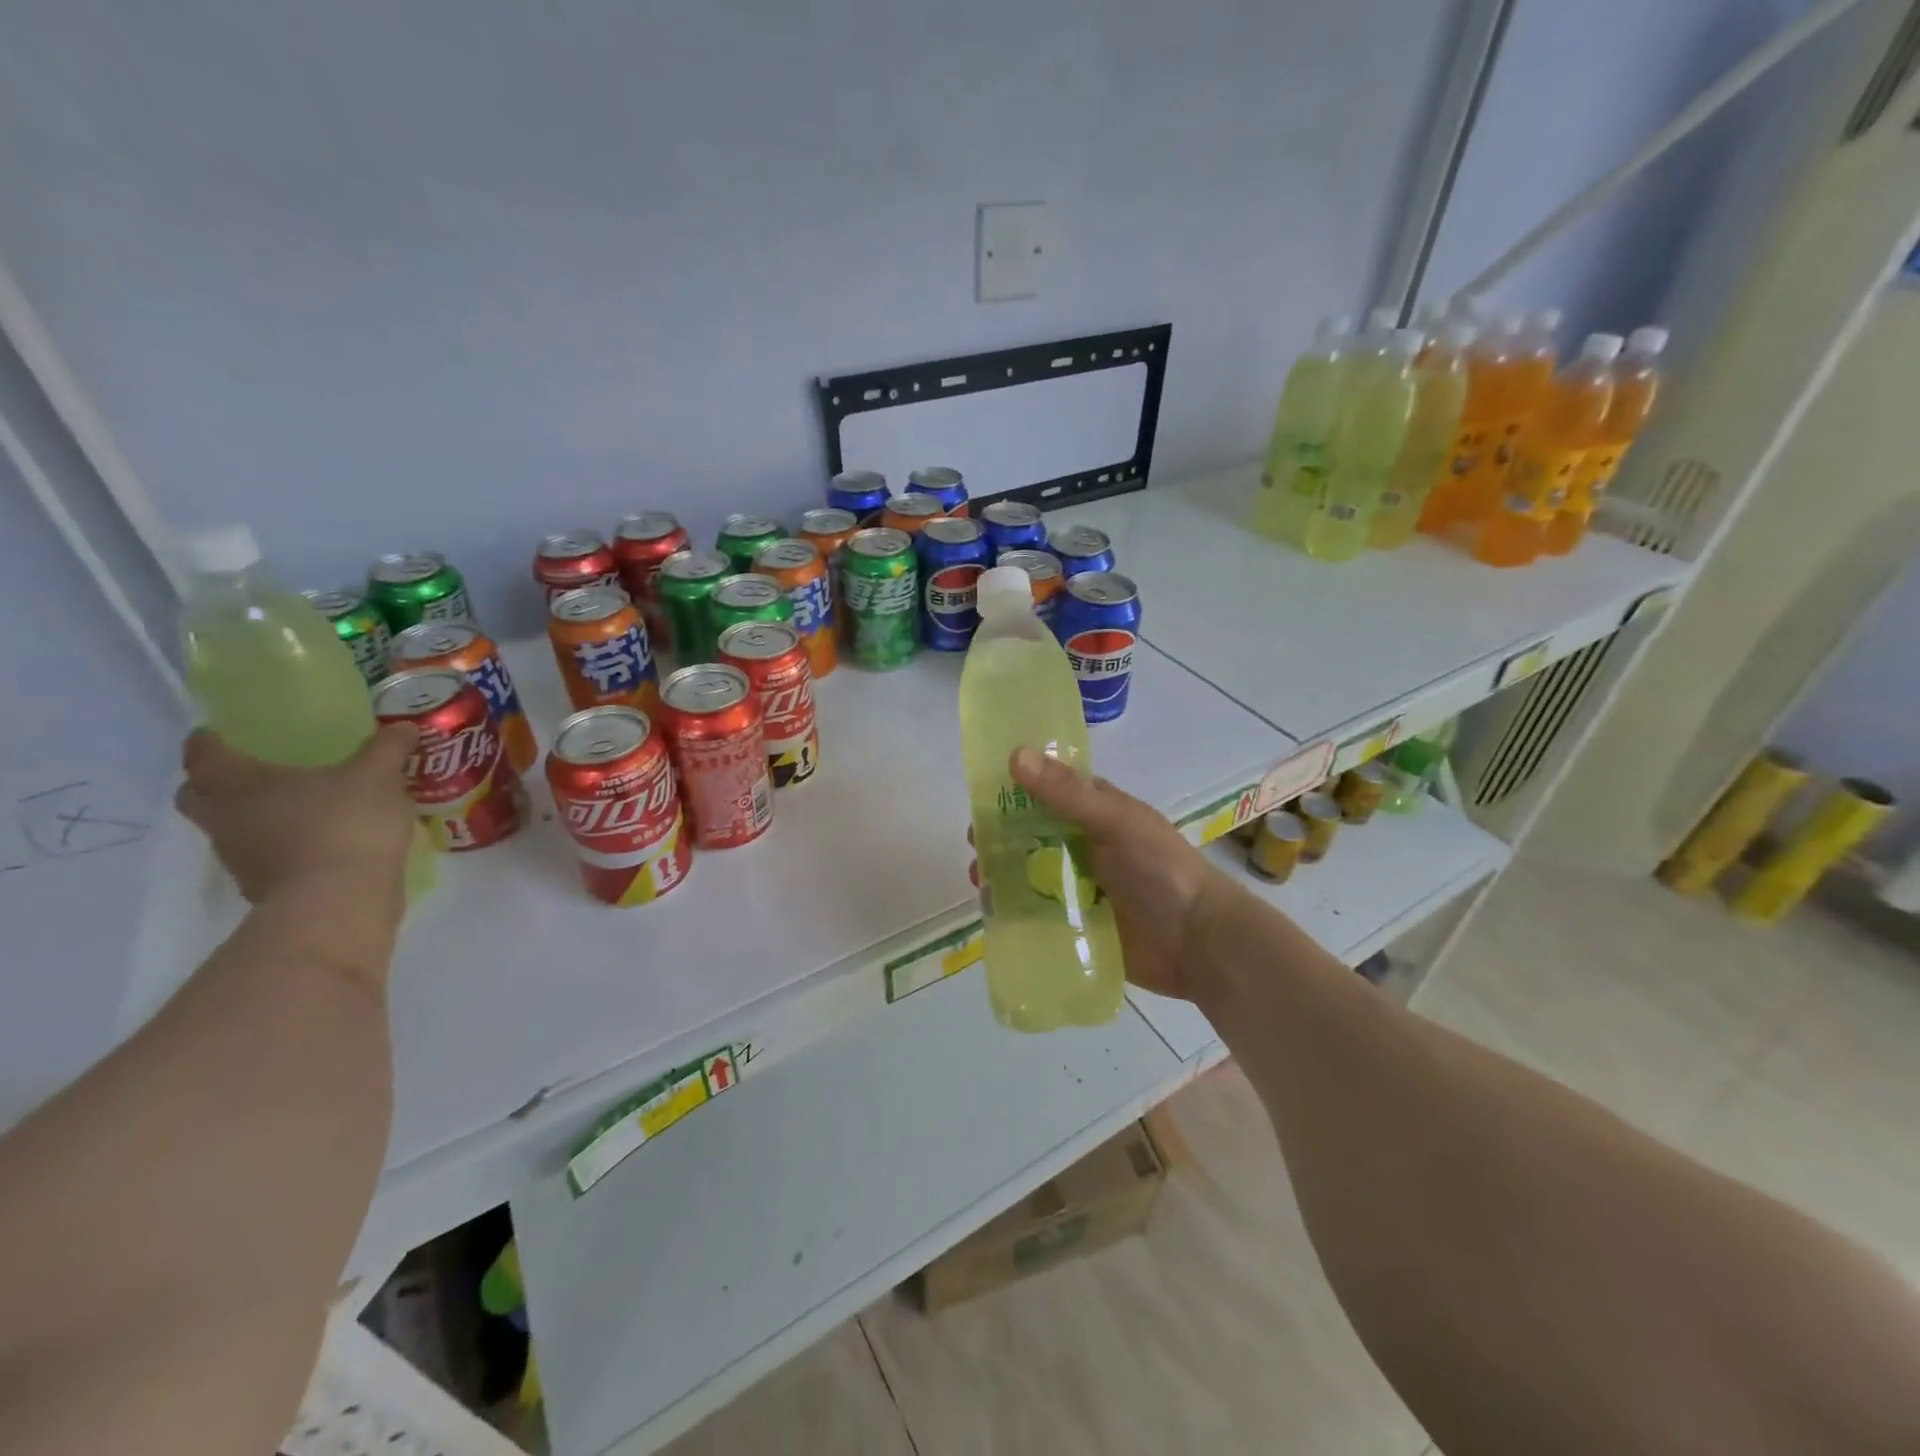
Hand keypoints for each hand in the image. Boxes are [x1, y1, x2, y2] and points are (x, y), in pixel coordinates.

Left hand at [175, 726, 419, 906]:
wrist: (339, 901)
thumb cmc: (345, 824)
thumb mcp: (378, 776)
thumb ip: (388, 748)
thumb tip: (403, 726)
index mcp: (239, 783)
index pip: (204, 754)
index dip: (209, 741)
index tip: (219, 733)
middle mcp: (226, 818)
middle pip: (200, 796)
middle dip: (217, 783)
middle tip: (253, 771)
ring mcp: (241, 858)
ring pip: (232, 829)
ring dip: (254, 817)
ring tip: (300, 808)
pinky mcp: (266, 887)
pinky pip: (267, 856)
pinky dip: (285, 846)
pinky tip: (322, 842)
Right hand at [971, 747, 1222, 1001]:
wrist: (1197, 943)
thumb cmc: (1160, 870)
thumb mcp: (1115, 822)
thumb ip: (1066, 794)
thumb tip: (1015, 755)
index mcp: (1097, 814)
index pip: (1049, 792)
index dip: (1016, 789)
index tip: (981, 794)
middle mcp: (1085, 846)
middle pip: (1033, 835)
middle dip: (1001, 837)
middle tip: (977, 844)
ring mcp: (1080, 888)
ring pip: (1030, 873)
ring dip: (1002, 873)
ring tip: (979, 880)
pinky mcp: (1076, 925)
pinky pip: (1036, 913)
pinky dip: (1013, 910)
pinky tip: (992, 912)